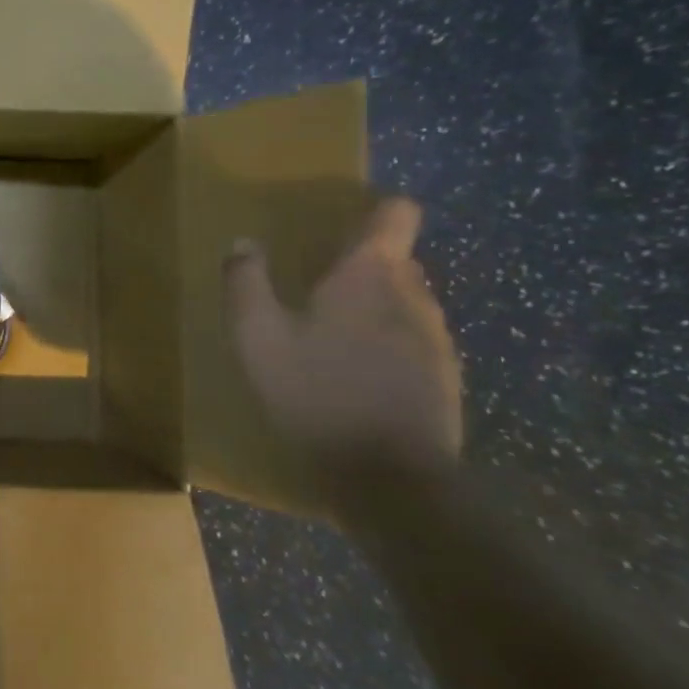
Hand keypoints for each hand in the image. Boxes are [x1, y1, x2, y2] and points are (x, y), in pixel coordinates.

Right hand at [224, 197, 461, 506]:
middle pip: (396, 260)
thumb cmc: (316, 392)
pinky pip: (413, 340)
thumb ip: (247, 283)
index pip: (396, 214)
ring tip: (329, 336)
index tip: (342, 224)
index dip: (374, 210)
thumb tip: (243, 243)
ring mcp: (437, 338)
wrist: (390, 478)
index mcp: (370, 275)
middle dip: (359, 266)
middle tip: (313, 286)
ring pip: (404, 302)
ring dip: (371, 308)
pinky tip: (352, 375)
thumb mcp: (257, 336)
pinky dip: (385, 344)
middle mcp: (414, 295)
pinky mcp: (445, 377)